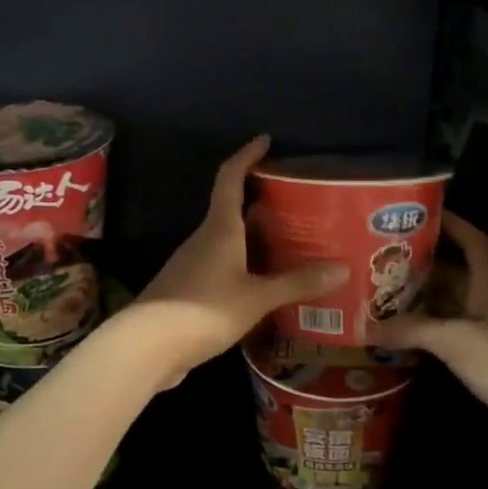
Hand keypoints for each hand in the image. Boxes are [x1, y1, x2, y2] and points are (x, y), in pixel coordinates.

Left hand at [126, 136, 346, 388]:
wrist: (146, 347)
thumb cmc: (203, 309)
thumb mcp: (256, 297)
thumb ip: (296, 283)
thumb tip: (342, 268)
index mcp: (220, 228)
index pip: (230, 178)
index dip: (247, 156)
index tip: (265, 141)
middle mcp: (204, 240)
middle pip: (232, 210)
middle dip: (262, 203)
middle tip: (297, 205)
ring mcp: (192, 266)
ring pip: (229, 242)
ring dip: (255, 240)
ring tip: (291, 247)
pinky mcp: (189, 292)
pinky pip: (223, 269)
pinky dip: (246, 268)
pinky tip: (265, 286)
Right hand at [372, 213, 487, 473]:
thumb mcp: (457, 339)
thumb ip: (411, 330)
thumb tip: (366, 327)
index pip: (475, 243)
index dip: (453, 224)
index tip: (423, 212)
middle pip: (456, 276)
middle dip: (423, 266)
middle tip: (381, 260)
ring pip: (450, 310)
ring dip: (421, 304)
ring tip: (380, 296)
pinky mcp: (486, 367)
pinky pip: (450, 341)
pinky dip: (426, 336)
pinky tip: (399, 339)